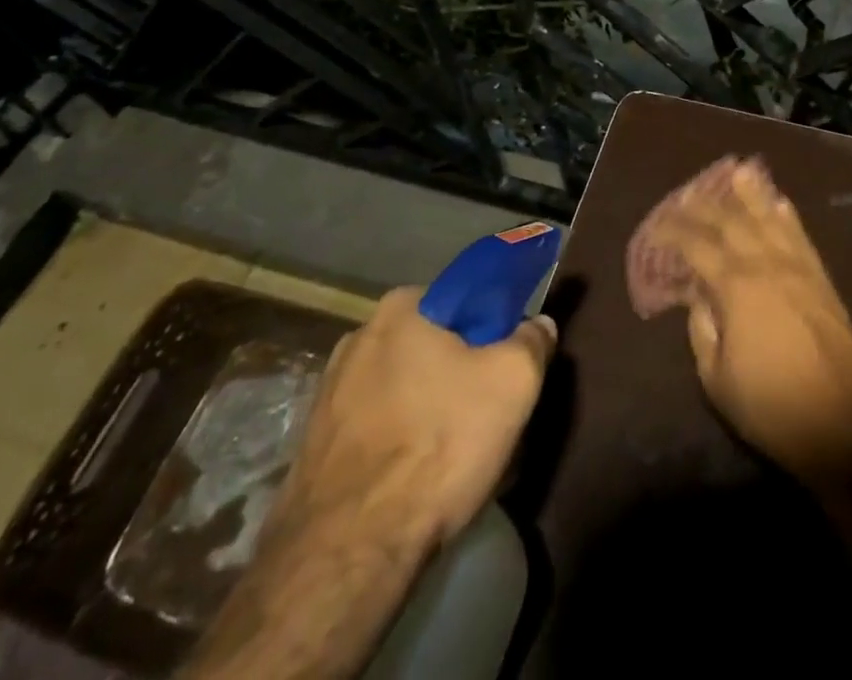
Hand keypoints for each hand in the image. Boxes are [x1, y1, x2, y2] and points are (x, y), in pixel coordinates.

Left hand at [270, 286, 557, 556]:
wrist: (350, 551)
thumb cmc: (440, 443)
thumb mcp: (515, 381)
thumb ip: (533, 340)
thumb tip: (537, 325)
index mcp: (402, 306)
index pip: (465, 299)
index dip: (495, 329)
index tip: (510, 365)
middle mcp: (358, 336)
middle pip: (434, 345)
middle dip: (462, 372)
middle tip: (490, 412)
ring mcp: (328, 392)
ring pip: (404, 388)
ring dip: (430, 409)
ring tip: (456, 455)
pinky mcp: (314, 445)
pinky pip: (376, 428)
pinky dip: (399, 443)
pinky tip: (418, 480)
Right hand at [637, 155, 851, 481]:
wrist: (847, 425)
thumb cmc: (773, 407)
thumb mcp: (717, 379)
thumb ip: (702, 329)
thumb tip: (700, 297)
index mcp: (735, 286)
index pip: (697, 245)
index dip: (673, 231)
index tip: (657, 226)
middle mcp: (766, 264)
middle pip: (731, 221)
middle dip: (706, 204)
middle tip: (687, 192)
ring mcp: (798, 267)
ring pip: (769, 218)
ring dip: (751, 194)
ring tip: (738, 171)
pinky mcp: (822, 279)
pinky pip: (800, 235)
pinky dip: (787, 215)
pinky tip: (780, 202)